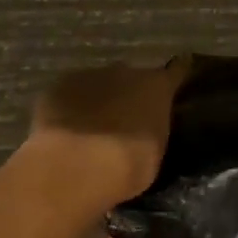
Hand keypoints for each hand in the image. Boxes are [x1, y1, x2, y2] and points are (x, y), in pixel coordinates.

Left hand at [24, 58, 192, 207]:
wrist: (75, 166)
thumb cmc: (128, 165)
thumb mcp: (154, 152)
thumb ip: (153, 131)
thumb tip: (148, 127)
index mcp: (157, 87)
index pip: (175, 71)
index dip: (177, 74)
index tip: (181, 74)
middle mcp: (126, 72)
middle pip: (132, 77)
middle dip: (130, 93)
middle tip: (126, 118)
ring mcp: (89, 76)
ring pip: (99, 84)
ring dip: (99, 99)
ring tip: (93, 126)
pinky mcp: (56, 88)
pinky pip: (69, 94)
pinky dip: (70, 106)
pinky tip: (65, 128)